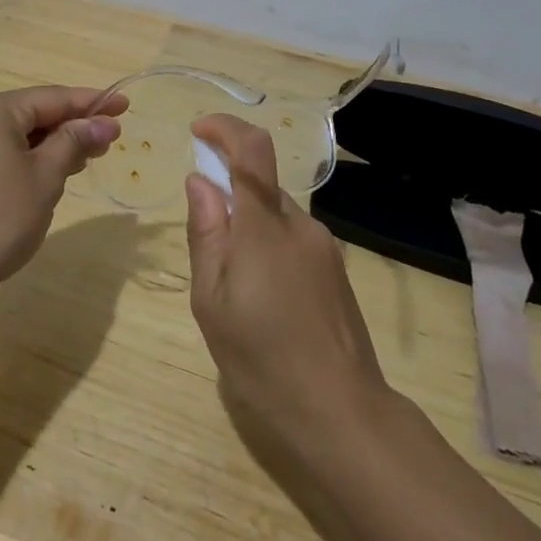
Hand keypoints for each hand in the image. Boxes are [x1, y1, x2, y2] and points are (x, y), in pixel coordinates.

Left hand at [0, 86, 126, 294]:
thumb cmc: (0, 218)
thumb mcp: (46, 177)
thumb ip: (74, 143)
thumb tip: (103, 124)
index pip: (51, 98)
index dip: (91, 103)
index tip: (124, 105)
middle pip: (29, 113)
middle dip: (70, 125)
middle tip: (109, 139)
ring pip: (11, 133)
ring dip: (47, 143)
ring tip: (85, 157)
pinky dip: (22, 156)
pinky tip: (47, 170)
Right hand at [185, 114, 392, 461]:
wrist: (343, 413)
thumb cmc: (263, 359)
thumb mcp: (212, 301)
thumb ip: (206, 233)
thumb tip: (200, 182)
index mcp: (264, 228)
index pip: (252, 150)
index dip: (225, 128)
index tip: (197, 132)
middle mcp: (300, 225)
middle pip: (261, 183)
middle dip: (227, 192)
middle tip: (204, 242)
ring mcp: (324, 247)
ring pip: (276, 214)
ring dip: (247, 224)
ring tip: (232, 286)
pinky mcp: (335, 270)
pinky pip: (292, 238)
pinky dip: (267, 245)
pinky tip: (262, 298)